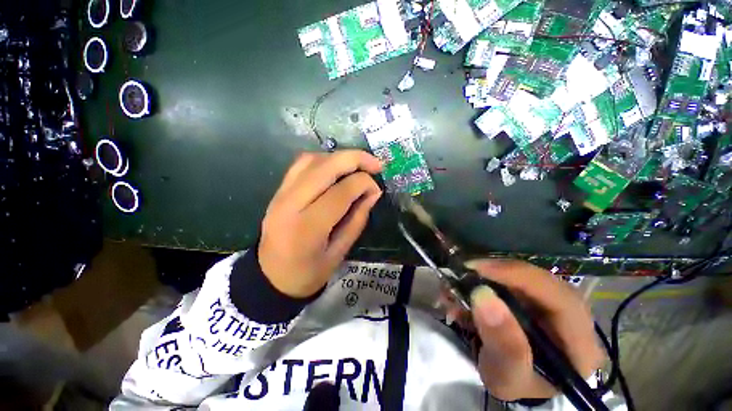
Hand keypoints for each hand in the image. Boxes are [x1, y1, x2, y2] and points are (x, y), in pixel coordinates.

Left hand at [258, 151, 382, 297]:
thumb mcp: (339, 252)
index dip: (365, 183)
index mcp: (308, 227)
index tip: (376, 189)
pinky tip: (336, 168)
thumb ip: (358, 219)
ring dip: (339, 157)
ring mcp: (281, 194)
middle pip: (326, 166)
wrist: (270, 277)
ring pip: (312, 160)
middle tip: (376, 164)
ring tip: (358, 166)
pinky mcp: (278, 190)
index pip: (342, 191)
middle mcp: (291, 204)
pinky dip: (323, 160)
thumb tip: (373, 192)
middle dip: (356, 159)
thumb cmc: (308, 273)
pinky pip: (301, 164)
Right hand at [466, 259, 603, 400]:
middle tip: (463, 273)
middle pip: (539, 280)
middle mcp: (572, 316)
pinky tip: (463, 292)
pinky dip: (483, 281)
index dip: (518, 276)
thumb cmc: (515, 384)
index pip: (560, 298)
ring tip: (456, 287)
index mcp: (580, 343)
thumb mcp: (507, 376)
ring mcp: (552, 302)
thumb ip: (503, 344)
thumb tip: (483, 295)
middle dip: (497, 273)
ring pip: (521, 276)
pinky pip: (509, 279)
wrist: (513, 379)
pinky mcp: (533, 295)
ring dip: (485, 277)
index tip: (477, 269)